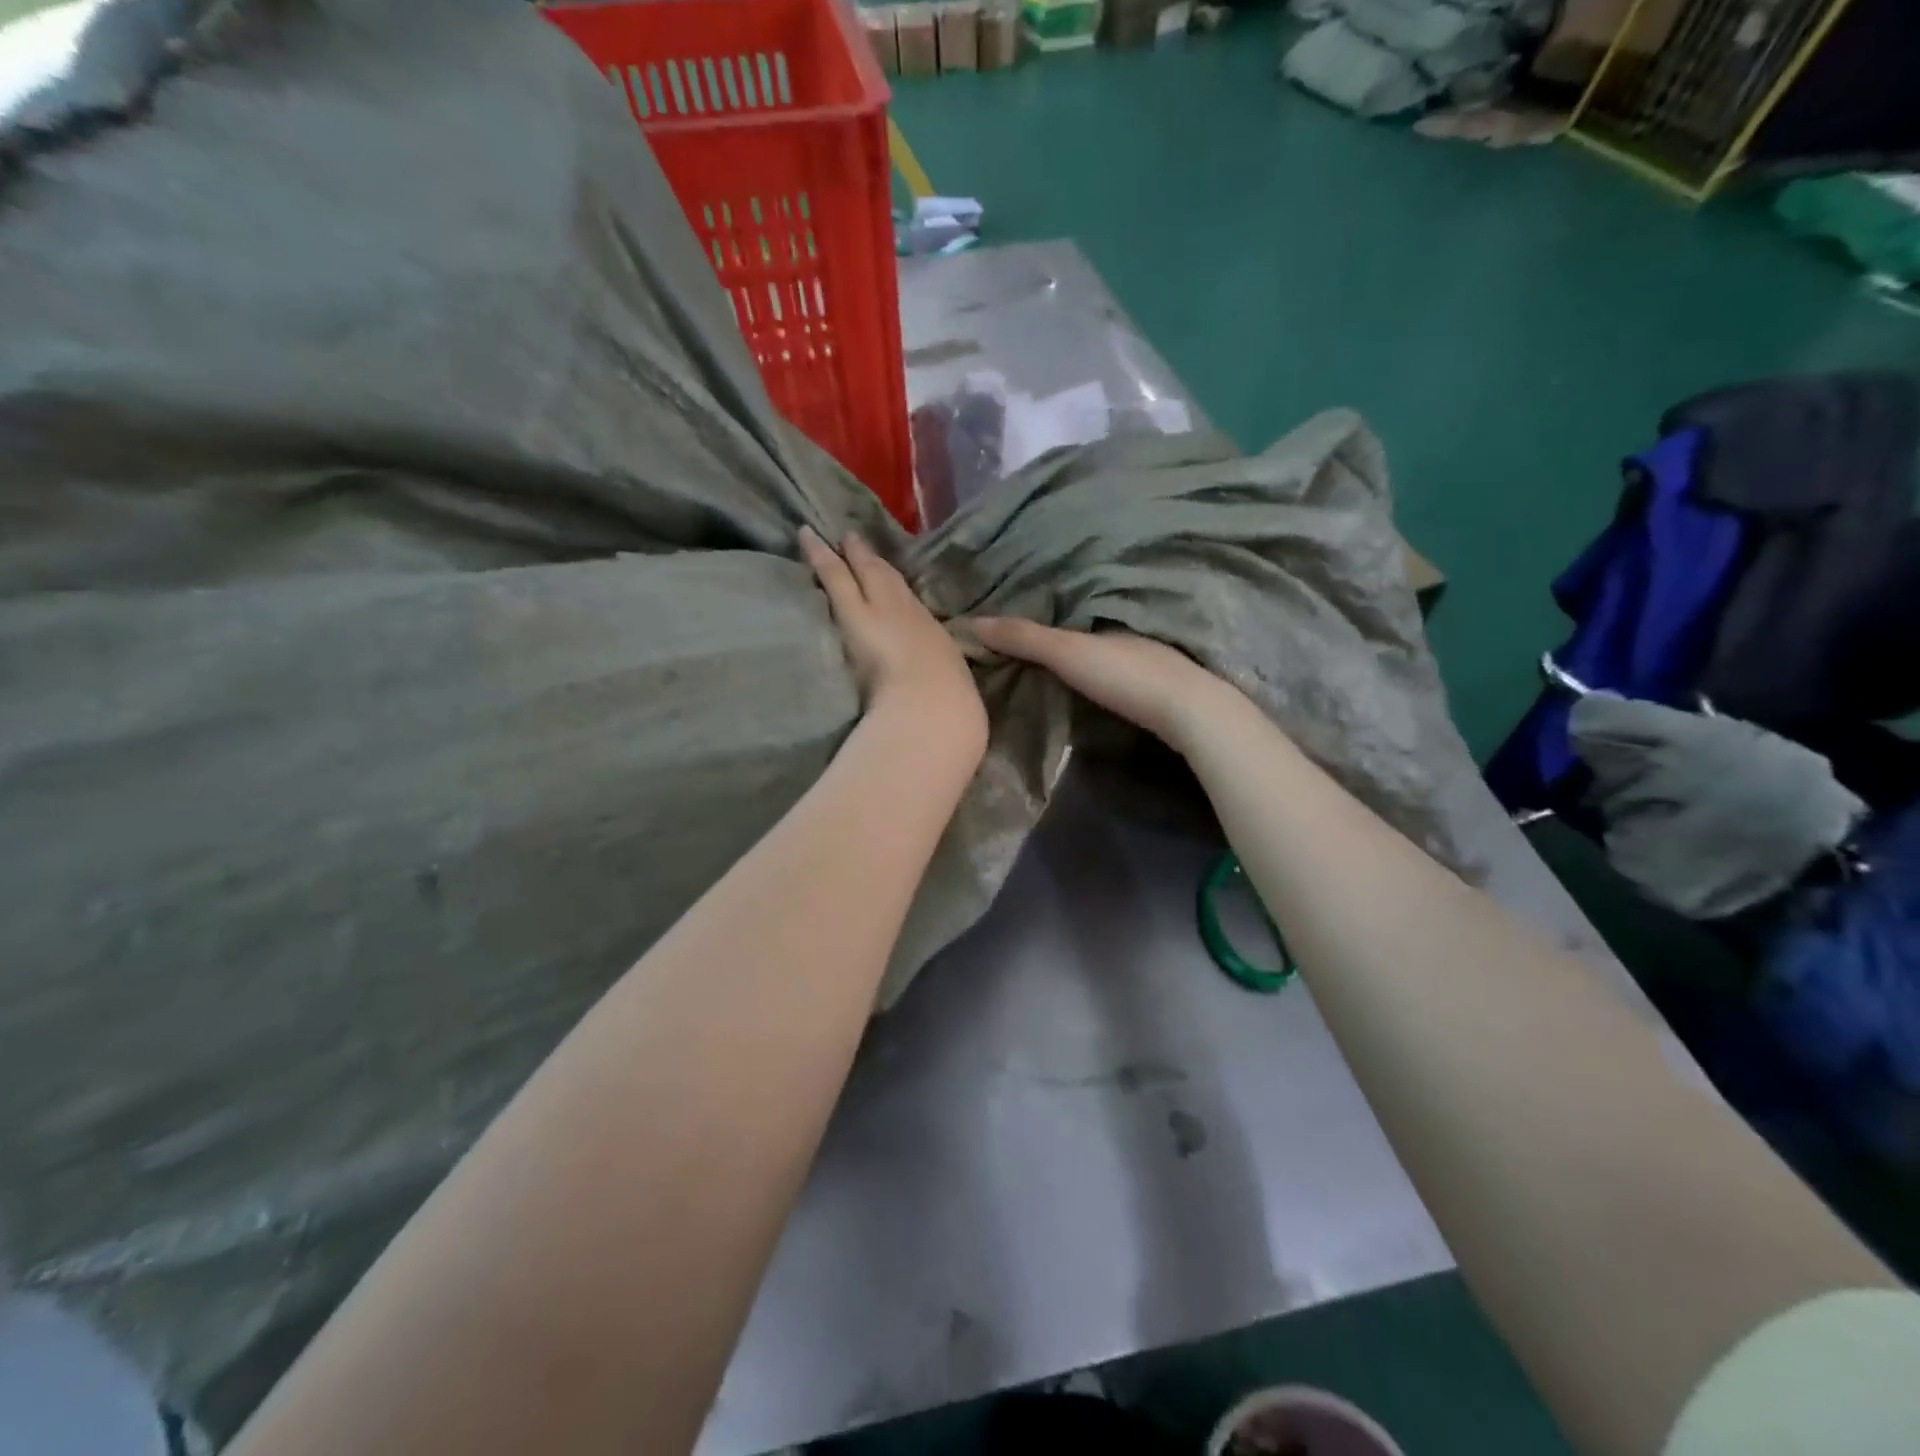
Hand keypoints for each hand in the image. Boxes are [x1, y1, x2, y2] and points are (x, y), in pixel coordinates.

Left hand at [801, 527, 986, 756]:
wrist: (933, 705)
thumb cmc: (947, 707)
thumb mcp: (945, 689)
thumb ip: (931, 680)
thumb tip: (934, 687)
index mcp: (932, 638)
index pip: (910, 606)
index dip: (894, 586)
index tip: (883, 572)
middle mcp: (908, 616)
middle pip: (887, 581)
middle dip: (870, 560)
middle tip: (854, 537)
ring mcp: (880, 610)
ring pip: (860, 573)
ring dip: (846, 553)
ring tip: (829, 536)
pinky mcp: (853, 612)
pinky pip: (834, 576)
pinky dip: (819, 556)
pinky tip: (806, 538)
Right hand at [969, 617, 1244, 755]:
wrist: (1191, 714)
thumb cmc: (1126, 675)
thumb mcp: (1067, 652)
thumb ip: (1024, 638)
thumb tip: (971, 622)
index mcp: (1105, 609)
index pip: (1061, 601)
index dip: (1032, 607)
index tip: (1002, 617)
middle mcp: (1126, 625)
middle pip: (1079, 622)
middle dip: (1051, 627)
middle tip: (1013, 639)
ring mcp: (1146, 654)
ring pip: (1098, 645)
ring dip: (1072, 650)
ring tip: (1038, 660)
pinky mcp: (1154, 683)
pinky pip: (1111, 666)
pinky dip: (1091, 669)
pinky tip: (1082, 681)